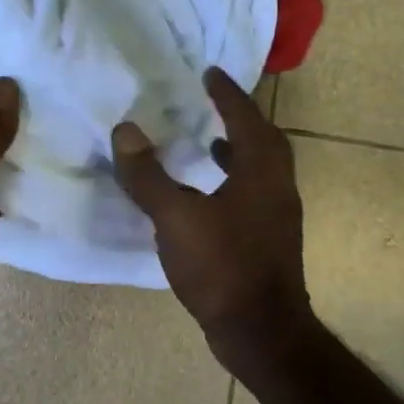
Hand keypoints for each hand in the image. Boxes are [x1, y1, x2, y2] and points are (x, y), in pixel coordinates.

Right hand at [111, 68, 314, 361]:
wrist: (260, 331)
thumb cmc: (222, 267)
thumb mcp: (176, 217)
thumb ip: (148, 175)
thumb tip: (125, 130)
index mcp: (261, 172)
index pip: (246, 119)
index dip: (227, 93)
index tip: (210, 72)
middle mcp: (277, 187)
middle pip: (264, 140)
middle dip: (239, 118)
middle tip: (213, 102)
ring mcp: (277, 217)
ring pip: (261, 169)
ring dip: (238, 150)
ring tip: (208, 143)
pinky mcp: (270, 242)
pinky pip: (254, 194)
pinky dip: (233, 181)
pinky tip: (207, 197)